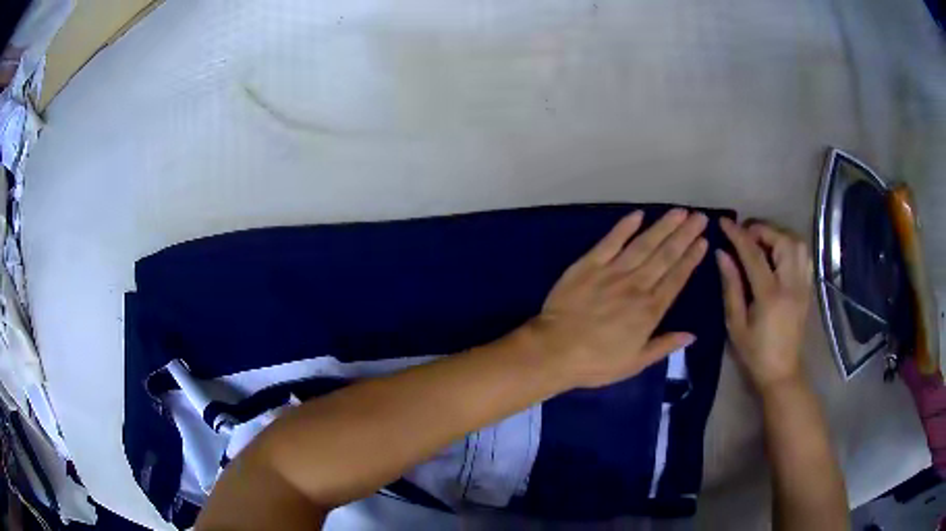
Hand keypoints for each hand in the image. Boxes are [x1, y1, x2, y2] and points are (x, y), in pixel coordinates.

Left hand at [526, 209, 707, 388]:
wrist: (554, 351)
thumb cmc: (595, 362)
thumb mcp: (634, 363)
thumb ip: (664, 346)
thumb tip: (692, 335)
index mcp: (649, 310)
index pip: (677, 278)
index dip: (691, 258)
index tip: (703, 241)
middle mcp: (636, 285)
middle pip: (666, 255)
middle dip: (685, 234)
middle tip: (700, 217)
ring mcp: (612, 272)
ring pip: (644, 244)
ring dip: (663, 226)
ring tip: (680, 212)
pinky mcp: (589, 264)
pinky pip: (610, 241)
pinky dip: (624, 227)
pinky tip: (638, 214)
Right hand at [717, 219, 811, 392]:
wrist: (782, 371)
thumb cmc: (755, 353)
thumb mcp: (736, 324)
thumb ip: (731, 286)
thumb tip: (722, 254)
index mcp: (771, 296)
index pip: (754, 254)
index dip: (738, 235)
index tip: (724, 222)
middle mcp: (791, 285)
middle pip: (782, 240)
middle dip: (761, 230)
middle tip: (745, 235)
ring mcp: (803, 285)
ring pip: (797, 243)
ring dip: (778, 234)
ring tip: (762, 242)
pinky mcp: (808, 287)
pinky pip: (804, 255)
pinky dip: (791, 245)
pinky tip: (778, 252)